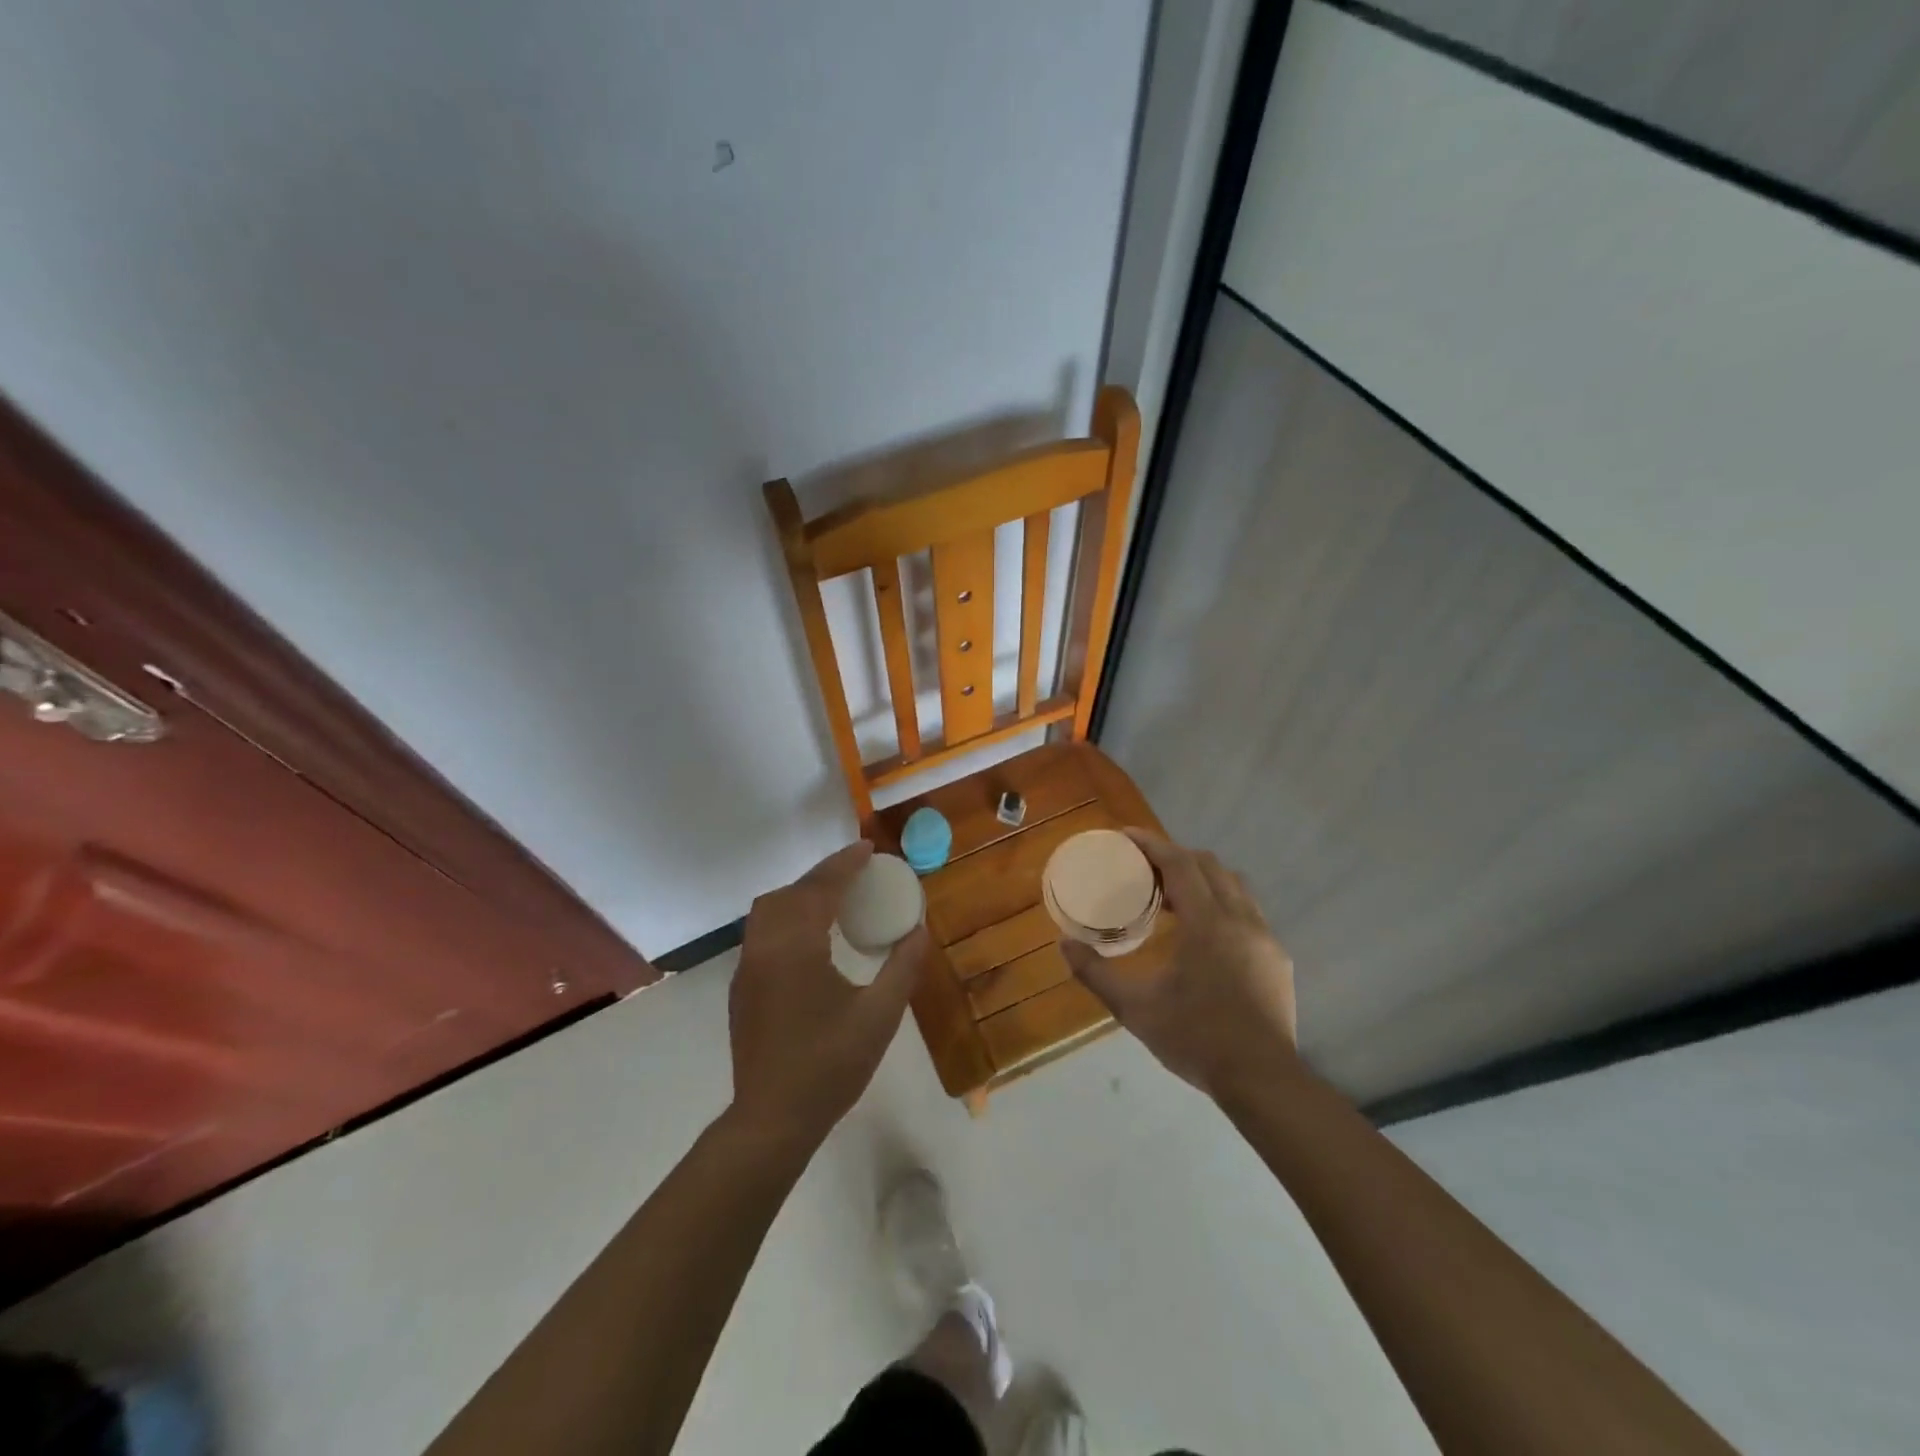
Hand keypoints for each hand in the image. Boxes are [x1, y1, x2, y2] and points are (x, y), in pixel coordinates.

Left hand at [729, 841, 928, 1150]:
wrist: (772, 1119)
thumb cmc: (830, 1066)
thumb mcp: (880, 1016)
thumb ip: (903, 967)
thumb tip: (919, 930)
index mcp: (794, 948)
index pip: (819, 889)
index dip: (845, 863)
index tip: (869, 848)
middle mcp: (763, 948)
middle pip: (789, 893)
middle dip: (822, 875)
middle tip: (857, 873)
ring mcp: (747, 968)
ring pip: (768, 911)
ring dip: (801, 895)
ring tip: (836, 900)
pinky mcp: (742, 988)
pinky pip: (762, 933)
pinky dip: (787, 917)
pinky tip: (811, 937)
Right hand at [1061, 830, 1297, 1099]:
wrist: (1263, 1081)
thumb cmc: (1196, 1038)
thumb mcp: (1135, 1008)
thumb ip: (1095, 973)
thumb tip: (1063, 944)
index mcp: (1207, 923)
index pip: (1179, 863)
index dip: (1151, 843)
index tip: (1125, 836)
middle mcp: (1240, 919)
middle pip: (1208, 865)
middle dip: (1175, 856)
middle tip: (1144, 868)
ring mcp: (1264, 938)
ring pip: (1234, 885)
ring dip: (1202, 877)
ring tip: (1173, 895)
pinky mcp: (1277, 958)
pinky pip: (1248, 911)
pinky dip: (1222, 902)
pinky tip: (1205, 932)